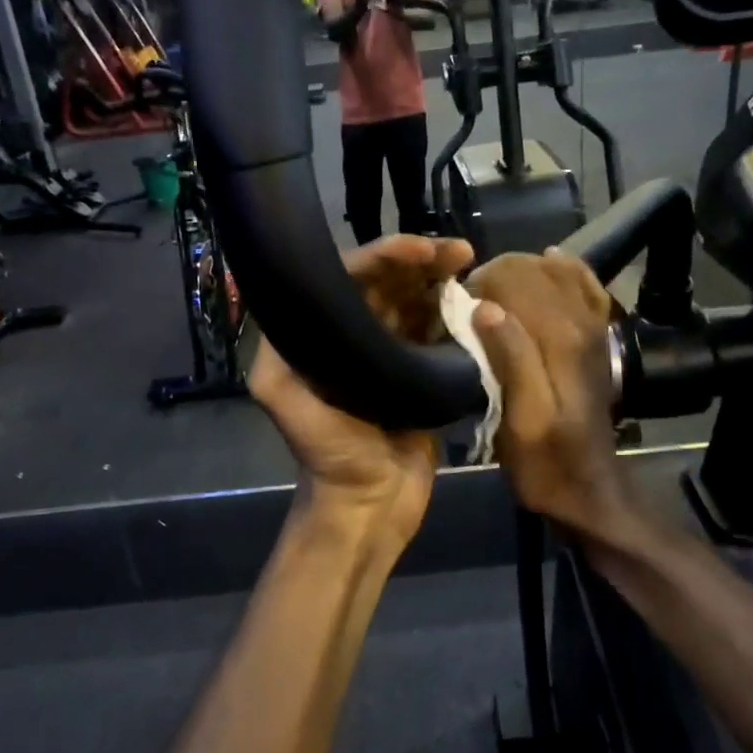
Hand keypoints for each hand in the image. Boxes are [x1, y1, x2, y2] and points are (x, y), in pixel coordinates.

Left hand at [251, 235, 475, 560]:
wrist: (372, 504)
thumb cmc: (329, 452)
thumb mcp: (282, 396)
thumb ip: (277, 342)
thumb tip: (295, 297)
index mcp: (320, 334)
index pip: (350, 279)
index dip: (382, 256)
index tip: (418, 249)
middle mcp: (353, 337)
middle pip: (387, 284)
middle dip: (419, 261)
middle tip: (456, 251)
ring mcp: (390, 355)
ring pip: (415, 303)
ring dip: (440, 280)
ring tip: (469, 263)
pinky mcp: (421, 374)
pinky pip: (437, 333)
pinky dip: (454, 314)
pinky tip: (474, 298)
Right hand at [466, 250, 639, 540]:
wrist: (588, 489)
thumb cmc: (545, 461)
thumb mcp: (521, 420)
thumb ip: (510, 359)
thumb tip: (484, 307)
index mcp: (558, 338)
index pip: (514, 278)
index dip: (479, 285)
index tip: (456, 312)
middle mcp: (579, 322)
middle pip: (533, 269)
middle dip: (495, 275)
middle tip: (469, 307)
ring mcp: (592, 328)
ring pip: (557, 272)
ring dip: (522, 271)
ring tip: (493, 293)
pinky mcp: (596, 337)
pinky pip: (586, 287)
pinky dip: (568, 270)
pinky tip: (552, 262)